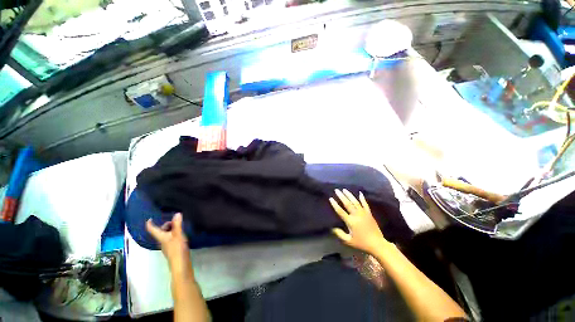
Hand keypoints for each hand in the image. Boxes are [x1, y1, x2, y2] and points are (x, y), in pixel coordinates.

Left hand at [146, 213, 191, 274]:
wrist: (181, 264)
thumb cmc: (177, 248)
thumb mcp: (178, 234)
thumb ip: (177, 224)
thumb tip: (177, 213)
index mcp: (161, 237)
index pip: (153, 229)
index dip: (150, 224)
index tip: (150, 219)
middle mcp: (162, 241)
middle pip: (161, 231)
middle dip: (166, 225)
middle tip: (176, 221)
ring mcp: (167, 245)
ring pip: (166, 235)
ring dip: (171, 229)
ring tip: (181, 226)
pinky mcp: (173, 249)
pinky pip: (171, 238)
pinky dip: (175, 234)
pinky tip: (182, 235)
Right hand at [329, 189, 389, 254]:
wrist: (377, 244)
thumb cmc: (362, 243)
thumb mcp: (349, 241)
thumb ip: (340, 234)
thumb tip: (332, 228)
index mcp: (350, 221)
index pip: (340, 211)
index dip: (335, 204)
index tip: (331, 198)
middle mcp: (356, 215)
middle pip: (347, 203)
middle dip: (341, 196)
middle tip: (337, 190)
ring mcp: (363, 213)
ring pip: (355, 202)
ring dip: (349, 195)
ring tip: (344, 189)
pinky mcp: (369, 213)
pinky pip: (365, 204)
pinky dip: (362, 198)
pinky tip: (360, 193)